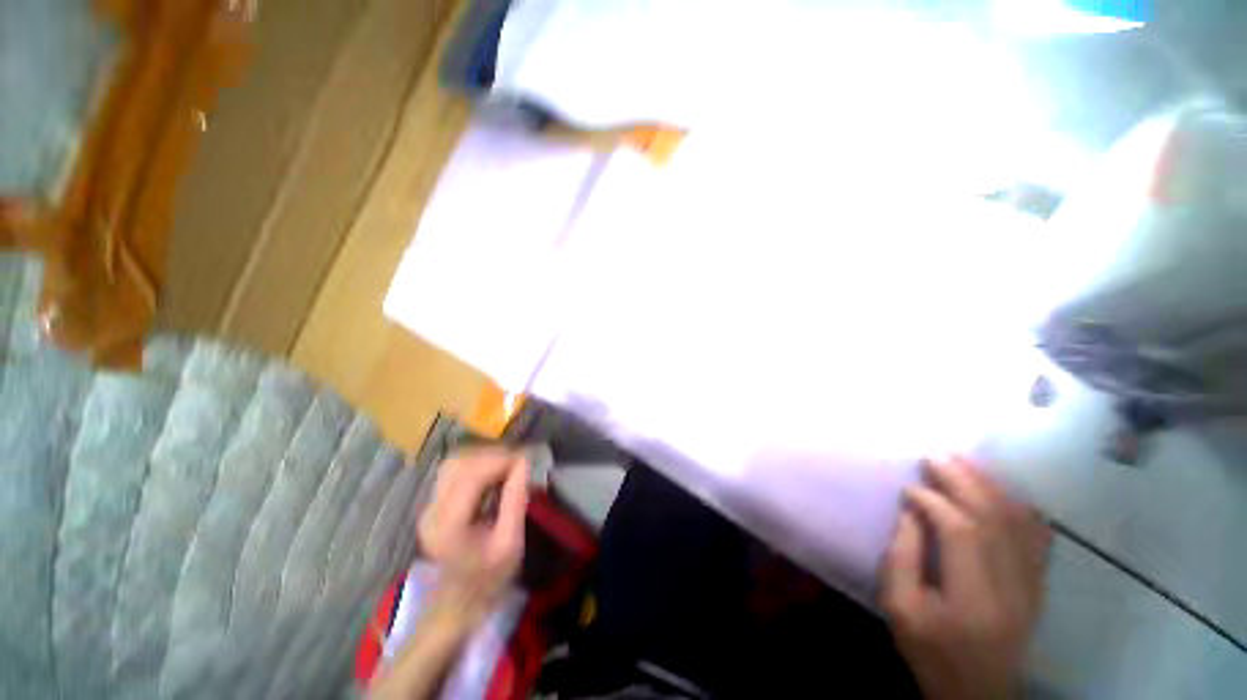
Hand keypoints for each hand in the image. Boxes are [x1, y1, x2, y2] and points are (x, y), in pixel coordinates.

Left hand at [418, 448, 528, 627]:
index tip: (525, 458)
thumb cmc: (489, 577)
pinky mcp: (433, 503)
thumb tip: (524, 461)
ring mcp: (429, 506)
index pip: (471, 476)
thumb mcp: (510, 542)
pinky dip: (476, 463)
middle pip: (459, 463)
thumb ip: (516, 500)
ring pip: (454, 462)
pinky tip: (493, 471)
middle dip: (492, 455)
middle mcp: (432, 510)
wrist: (459, 603)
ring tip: (508, 464)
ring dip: (483, 456)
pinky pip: (454, 470)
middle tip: (518, 460)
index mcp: (449, 525)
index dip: (500, 460)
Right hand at [881, 456, 1050, 699]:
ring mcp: (1032, 586)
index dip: (933, 503)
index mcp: (971, 600)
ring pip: (1018, 522)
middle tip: (934, 456)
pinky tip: (1002, 489)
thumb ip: (902, 557)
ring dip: (989, 486)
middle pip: (993, 520)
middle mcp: (1011, 588)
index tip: (908, 489)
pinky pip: (1037, 536)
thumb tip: (912, 511)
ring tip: (962, 460)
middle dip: (962, 481)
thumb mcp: (898, 608)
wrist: (978, 691)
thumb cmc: (930, 650)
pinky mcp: (1038, 586)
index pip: (961, 533)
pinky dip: (1020, 506)